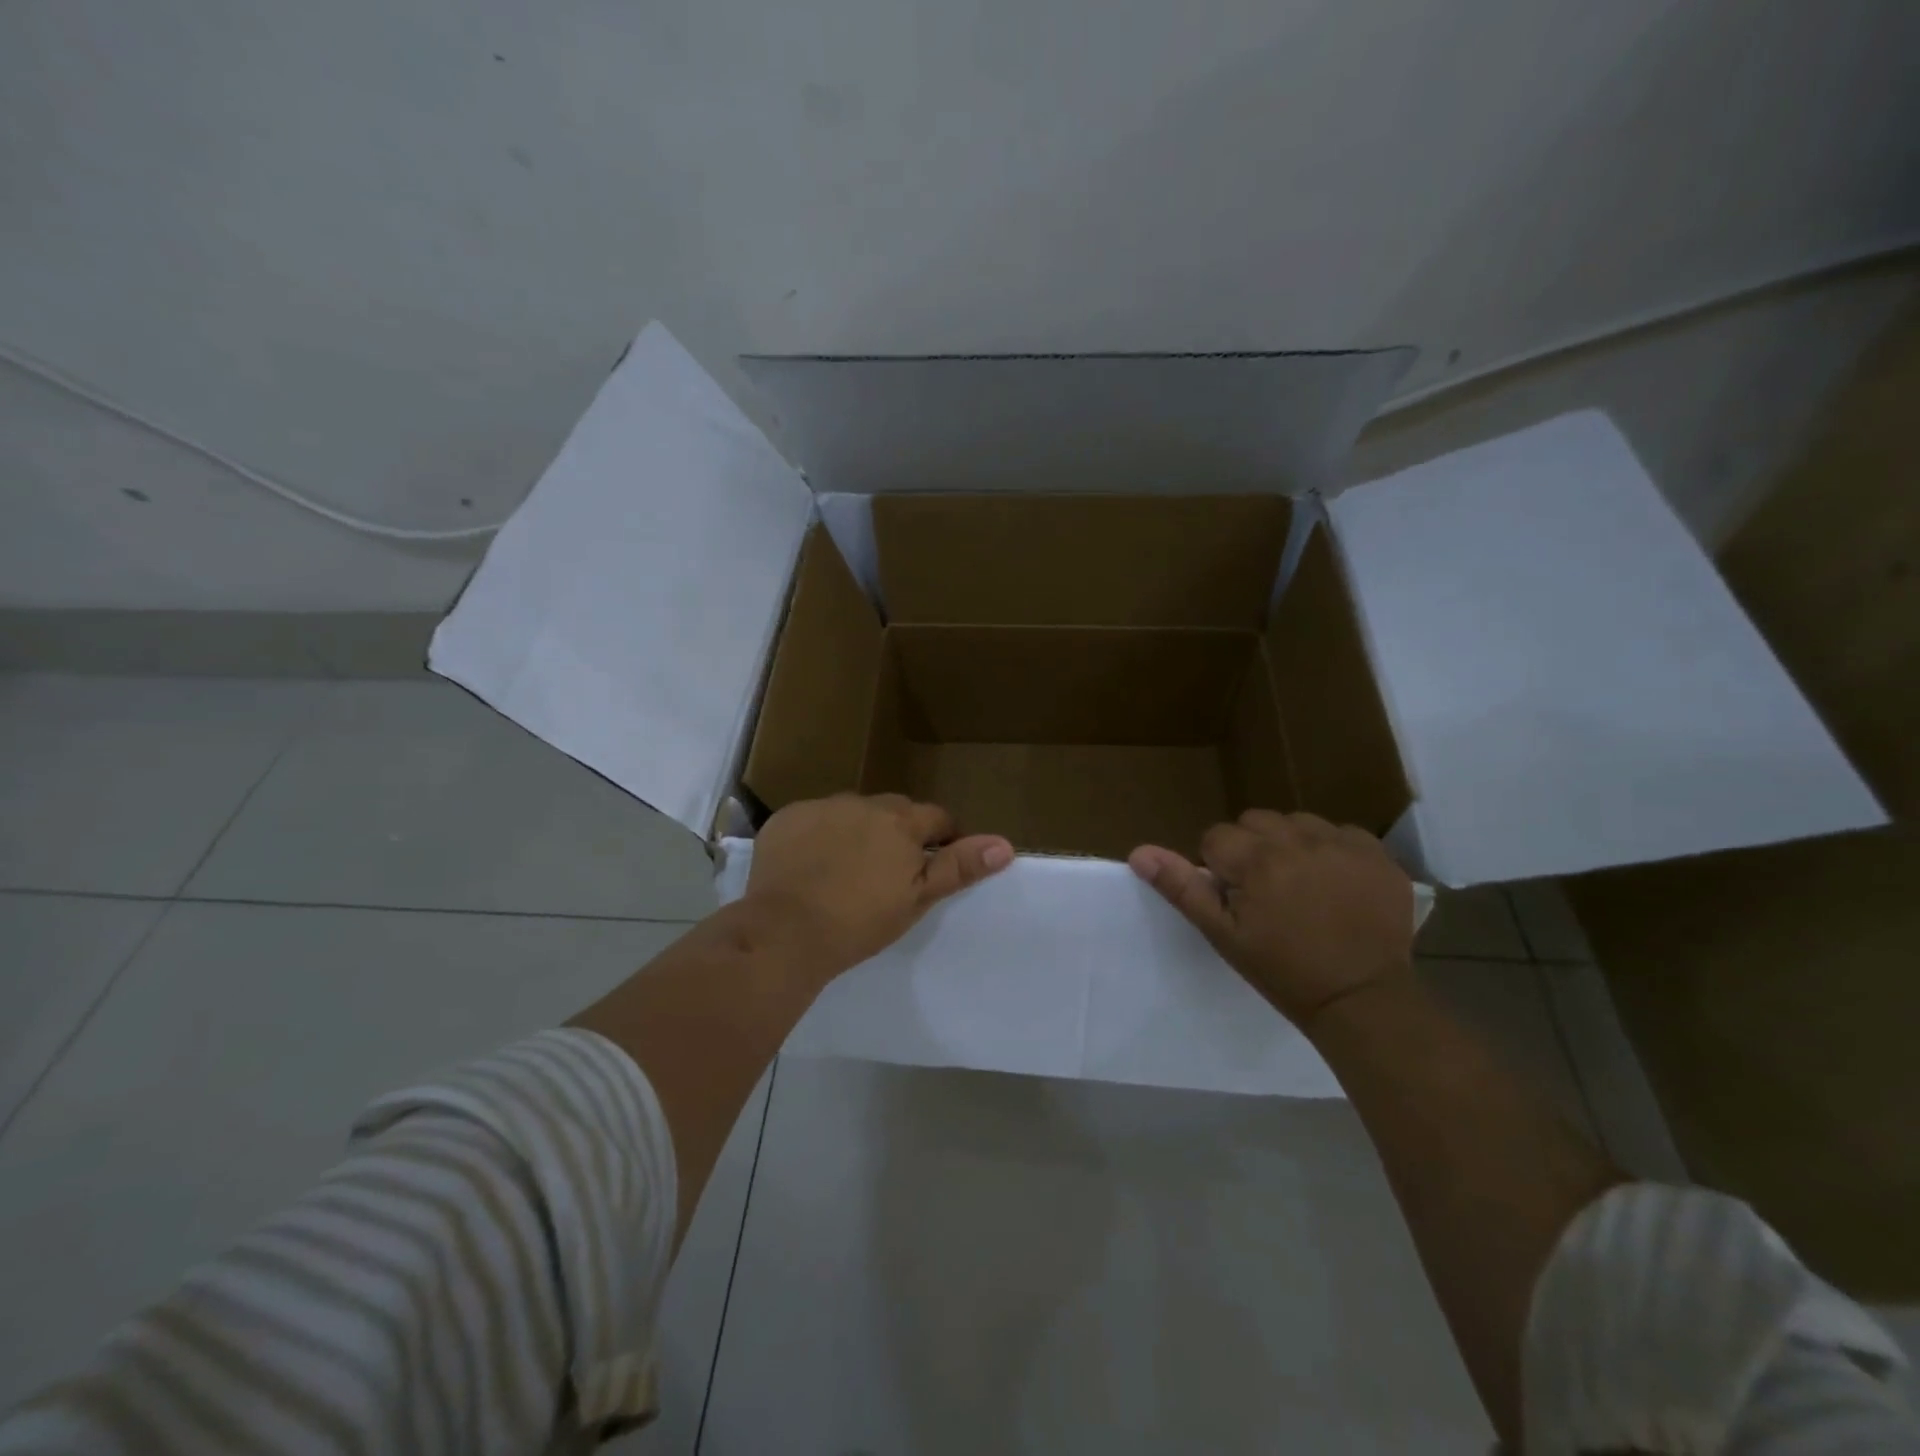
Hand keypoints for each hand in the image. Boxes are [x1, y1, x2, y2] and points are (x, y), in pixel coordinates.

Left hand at [745, 793, 1013, 973]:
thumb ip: (958, 866)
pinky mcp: (787, 817)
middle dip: (898, 832)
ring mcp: (822, 806)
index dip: (942, 838)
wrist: (785, 930)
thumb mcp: (917, 899)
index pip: (937, 818)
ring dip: (857, 830)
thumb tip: (1004, 845)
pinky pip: (814, 819)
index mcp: (901, 822)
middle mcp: (863, 803)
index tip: (934, 864)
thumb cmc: (860, 921)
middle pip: (894, 811)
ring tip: (846, 869)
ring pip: (852, 813)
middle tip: (889, 872)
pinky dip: (818, 835)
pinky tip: (810, 866)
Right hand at [1129, 810, 1414, 1030]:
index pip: (1217, 837)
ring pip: (1297, 822)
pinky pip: (1341, 833)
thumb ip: (1181, 888)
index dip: (1220, 869)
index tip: (1237, 900)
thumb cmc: (1283, 971)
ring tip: (1302, 886)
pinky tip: (1337, 884)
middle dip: (1252, 849)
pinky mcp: (1378, 854)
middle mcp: (1299, 839)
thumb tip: (1139, 852)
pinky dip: (1332, 850)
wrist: (1362, 1001)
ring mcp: (1342, 844)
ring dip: (1291, 845)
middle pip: (1256, 822)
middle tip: (1267, 893)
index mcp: (1257, 859)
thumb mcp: (1223, 935)